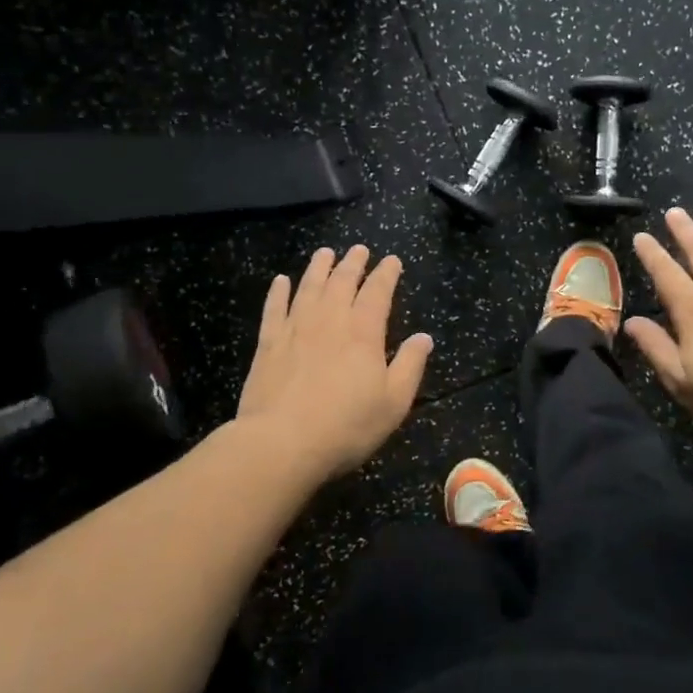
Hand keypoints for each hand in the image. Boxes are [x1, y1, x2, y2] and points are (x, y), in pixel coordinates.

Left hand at [236, 245, 433, 480]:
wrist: (281, 443)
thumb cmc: (346, 426)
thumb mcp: (393, 402)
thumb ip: (410, 366)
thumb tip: (424, 337)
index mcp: (363, 333)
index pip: (378, 292)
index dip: (386, 274)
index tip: (392, 260)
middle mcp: (330, 321)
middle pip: (342, 282)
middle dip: (353, 263)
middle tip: (359, 249)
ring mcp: (295, 329)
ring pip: (308, 287)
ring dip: (318, 268)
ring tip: (325, 253)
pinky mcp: (268, 344)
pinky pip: (274, 309)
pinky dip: (278, 292)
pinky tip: (281, 281)